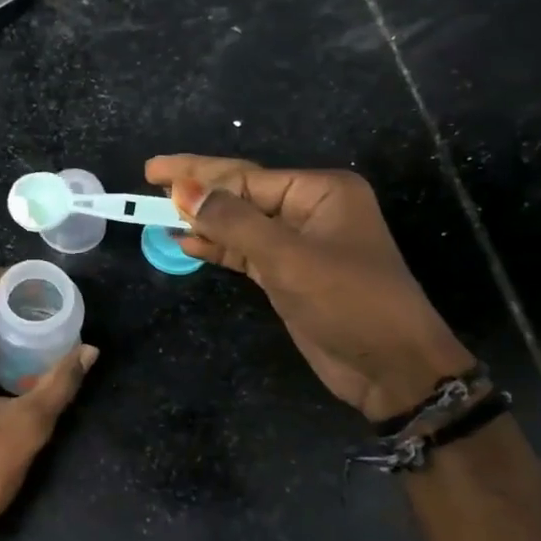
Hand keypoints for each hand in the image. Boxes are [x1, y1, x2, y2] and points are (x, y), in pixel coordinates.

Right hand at [146, 155, 472, 421]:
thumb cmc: (347, 301)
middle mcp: (309, 210)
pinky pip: (244, 251)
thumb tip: (183, 190)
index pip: (246, 177)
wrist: (390, 367)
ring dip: (202, 221)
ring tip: (156, 212)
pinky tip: (185, 243)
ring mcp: (298, 243)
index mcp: (320, 192)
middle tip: (150, 177)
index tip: (154, 173)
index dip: (198, 174)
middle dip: (197, 189)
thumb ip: (233, 222)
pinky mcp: (288, 274)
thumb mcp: (287, 258)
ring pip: (239, 223)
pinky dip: (216, 248)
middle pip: (240, 194)